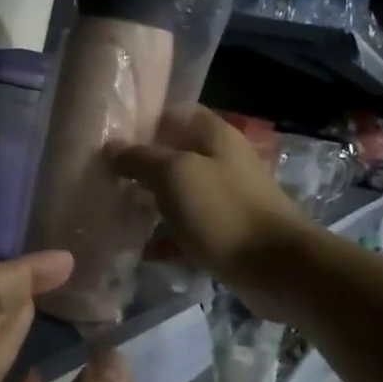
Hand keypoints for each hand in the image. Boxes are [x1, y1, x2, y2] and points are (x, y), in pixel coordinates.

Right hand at [110, 106, 311, 317]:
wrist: (278, 268)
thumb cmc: (224, 211)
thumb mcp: (174, 176)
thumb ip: (140, 158)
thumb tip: (112, 148)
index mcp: (214, 135)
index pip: (175, 113)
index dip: (143, 121)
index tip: (111, 136)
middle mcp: (222, 160)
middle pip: (174, 155)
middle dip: (140, 166)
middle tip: (104, 178)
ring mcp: (225, 198)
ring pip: (179, 194)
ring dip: (150, 203)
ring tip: (114, 213)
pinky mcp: (226, 232)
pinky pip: (188, 229)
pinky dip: (166, 238)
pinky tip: (141, 251)